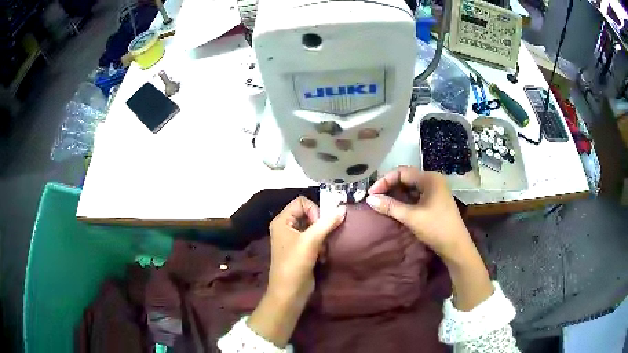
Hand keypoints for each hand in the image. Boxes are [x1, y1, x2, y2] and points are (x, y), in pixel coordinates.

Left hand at [267, 196, 345, 302]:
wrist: (289, 292)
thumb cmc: (295, 264)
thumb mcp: (311, 241)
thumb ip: (327, 223)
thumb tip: (342, 209)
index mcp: (282, 221)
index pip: (301, 202)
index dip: (314, 210)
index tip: (320, 224)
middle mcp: (286, 227)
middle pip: (308, 214)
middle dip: (320, 225)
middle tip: (325, 237)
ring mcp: (293, 240)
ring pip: (313, 228)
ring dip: (322, 237)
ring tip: (322, 250)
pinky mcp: (301, 251)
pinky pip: (314, 240)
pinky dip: (320, 246)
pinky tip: (321, 257)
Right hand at [366, 166, 492, 310]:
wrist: (456, 246)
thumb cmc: (436, 228)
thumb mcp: (411, 217)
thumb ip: (390, 206)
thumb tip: (369, 199)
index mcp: (429, 178)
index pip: (401, 172)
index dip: (384, 181)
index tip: (371, 194)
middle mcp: (433, 179)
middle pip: (406, 177)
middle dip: (389, 186)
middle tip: (375, 198)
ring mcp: (435, 190)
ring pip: (411, 187)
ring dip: (396, 193)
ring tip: (383, 203)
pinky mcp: (435, 200)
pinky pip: (416, 194)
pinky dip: (405, 199)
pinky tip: (396, 207)